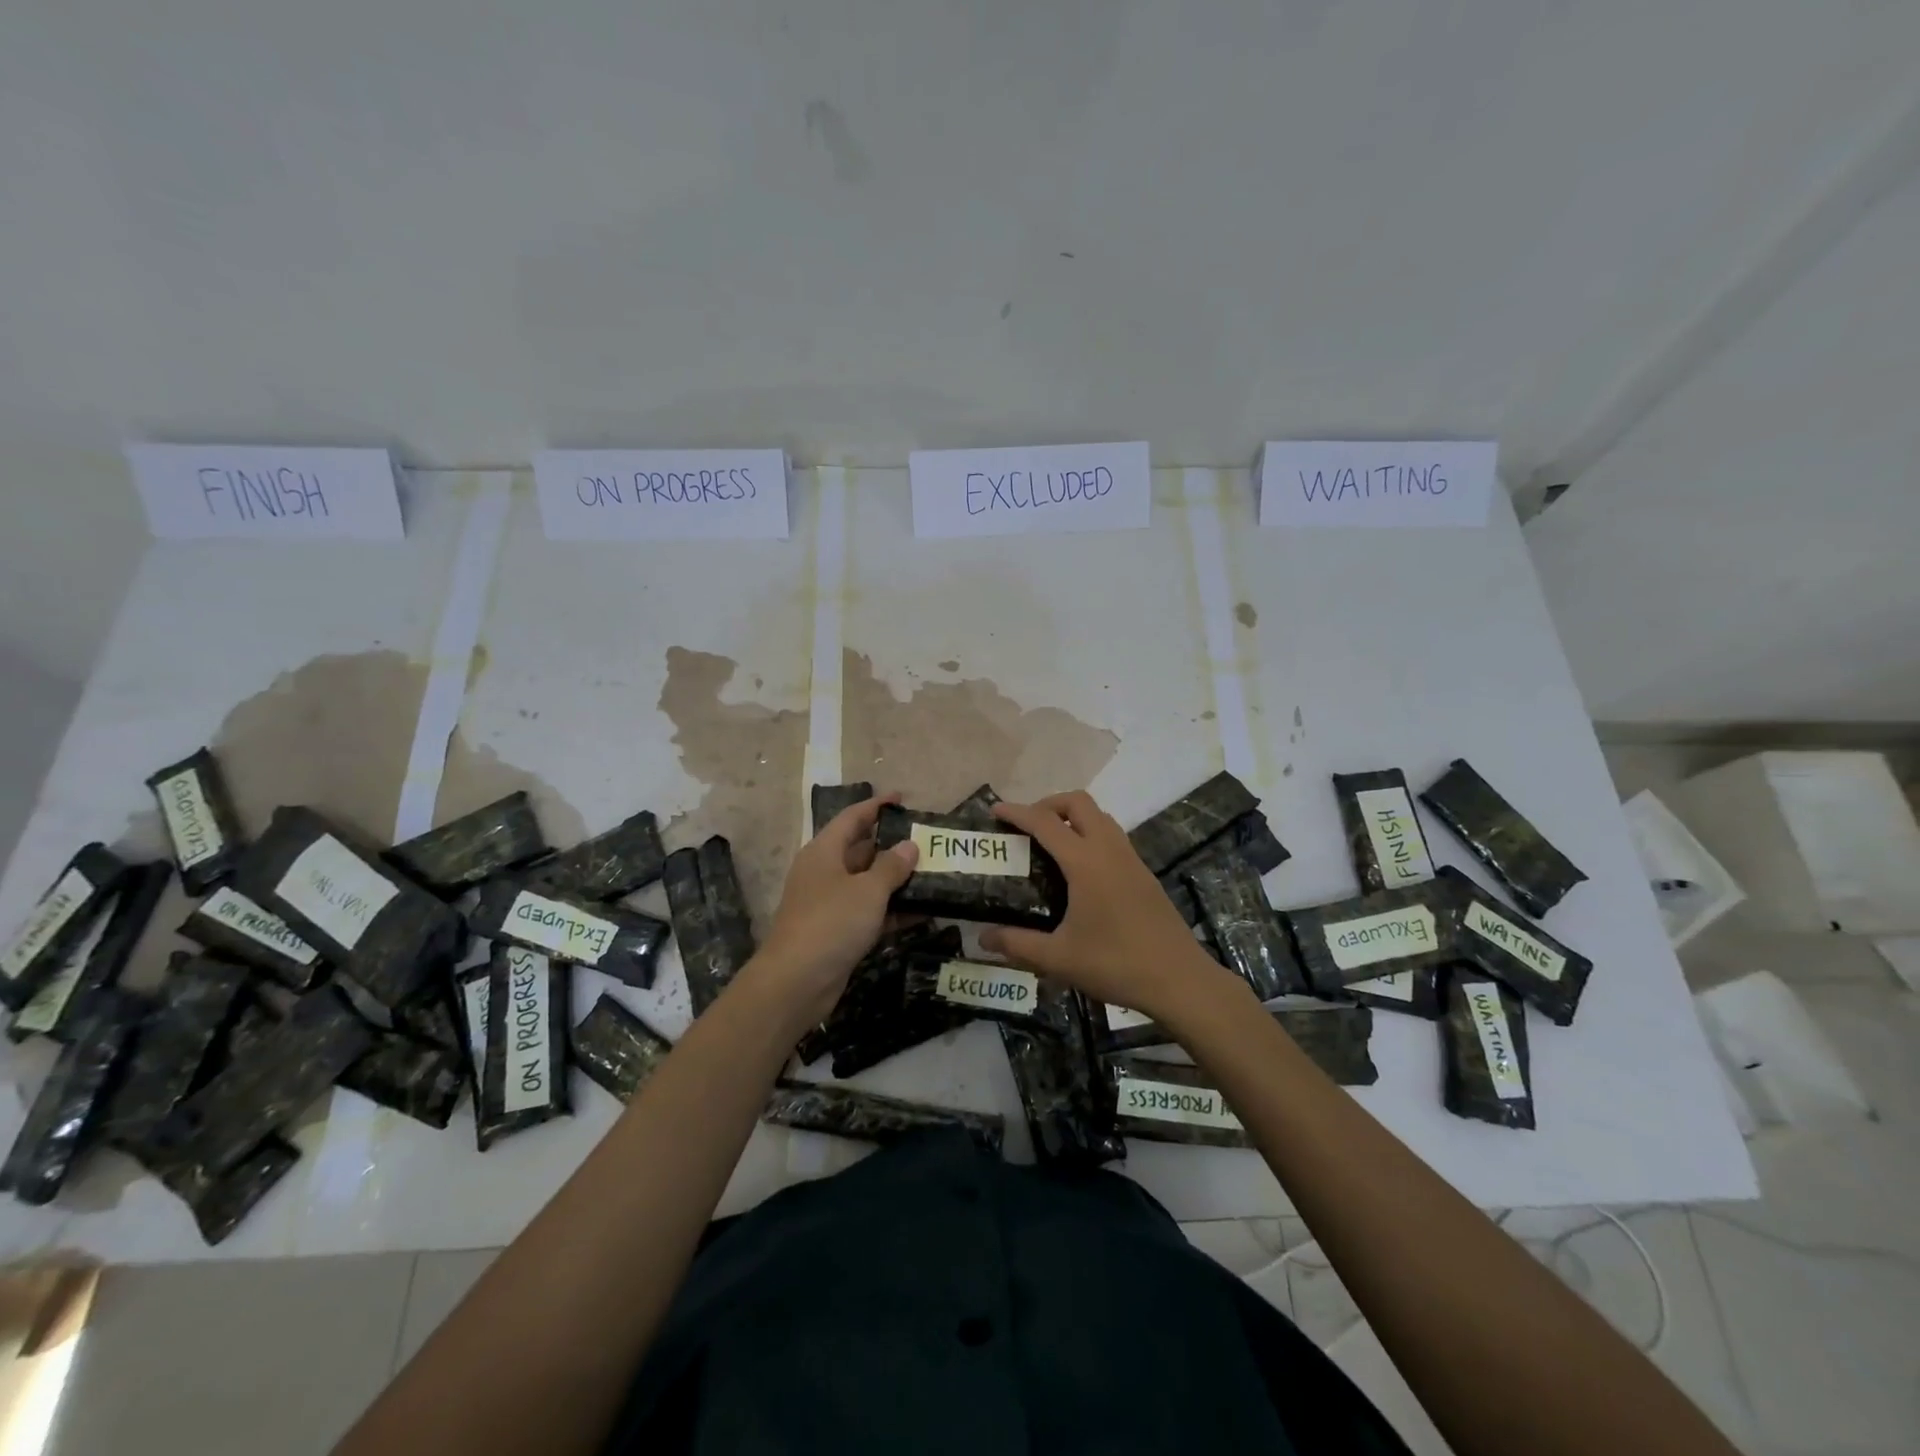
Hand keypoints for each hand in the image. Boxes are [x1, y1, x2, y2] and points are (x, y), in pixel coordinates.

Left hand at [750, 794, 917, 1027]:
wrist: (796, 982)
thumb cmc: (831, 923)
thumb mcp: (867, 891)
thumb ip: (891, 867)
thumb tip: (909, 845)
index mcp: (824, 851)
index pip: (852, 818)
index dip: (876, 805)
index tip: (901, 797)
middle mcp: (824, 872)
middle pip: (860, 849)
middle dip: (892, 845)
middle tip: (926, 841)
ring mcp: (829, 904)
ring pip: (867, 883)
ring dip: (896, 880)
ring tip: (932, 874)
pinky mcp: (837, 932)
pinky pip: (869, 912)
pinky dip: (892, 910)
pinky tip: (923, 912)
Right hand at [980, 792, 1226, 1022]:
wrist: (1180, 980)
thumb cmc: (1116, 964)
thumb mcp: (1059, 958)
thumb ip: (1017, 944)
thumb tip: (983, 938)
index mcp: (1085, 862)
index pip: (1045, 823)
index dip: (1017, 812)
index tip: (995, 810)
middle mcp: (1109, 850)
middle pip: (1078, 803)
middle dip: (1048, 804)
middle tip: (1027, 827)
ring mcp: (1131, 860)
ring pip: (1100, 816)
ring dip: (1073, 817)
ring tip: (1050, 844)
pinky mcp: (1144, 874)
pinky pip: (1112, 837)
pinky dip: (1090, 834)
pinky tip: (1079, 870)